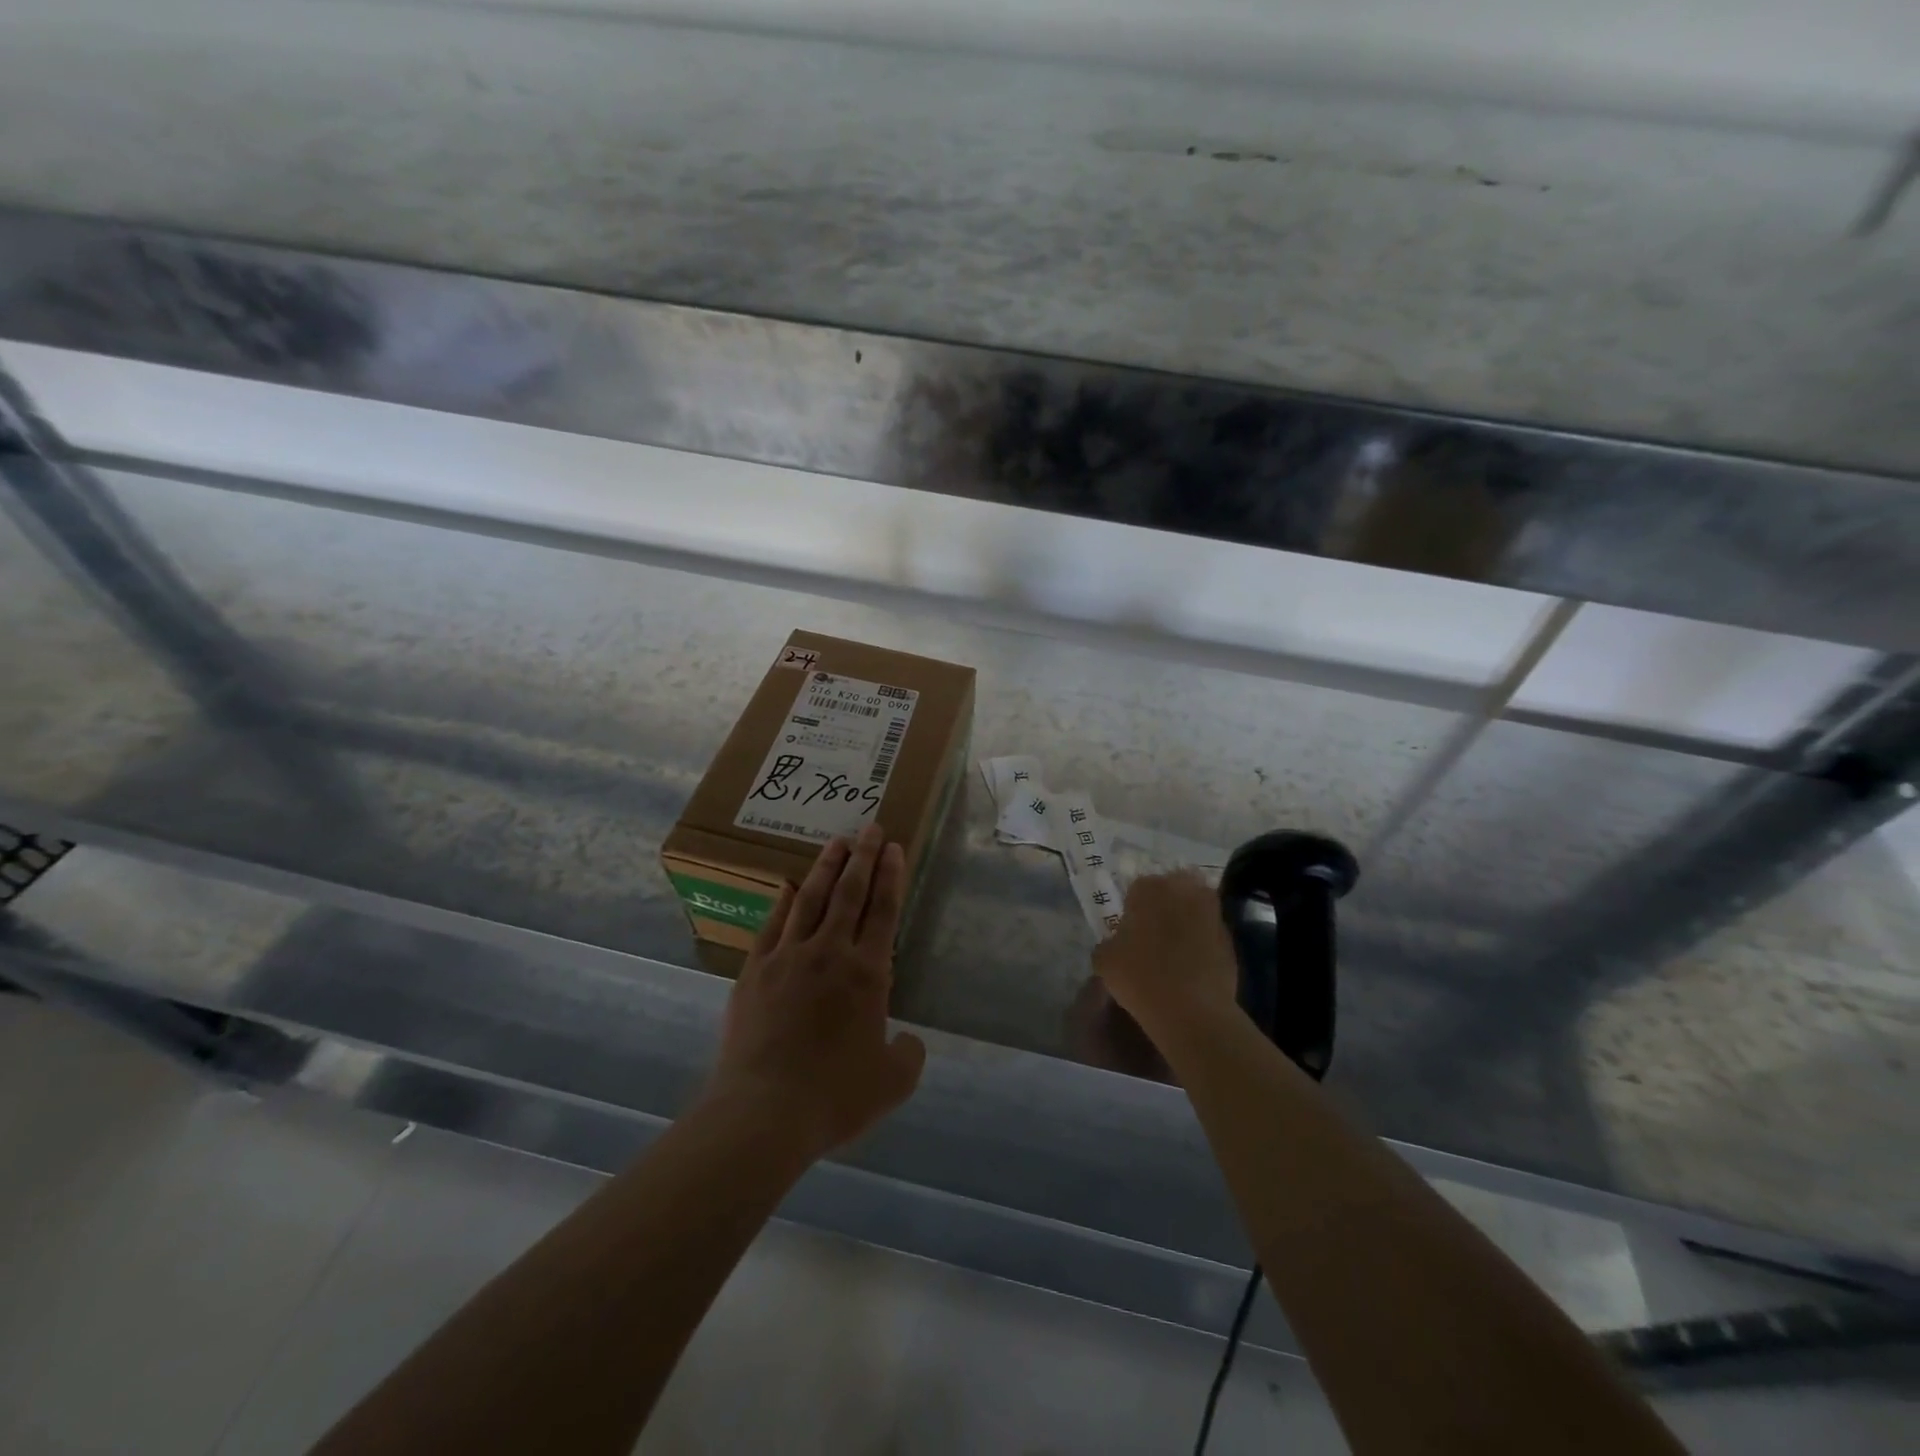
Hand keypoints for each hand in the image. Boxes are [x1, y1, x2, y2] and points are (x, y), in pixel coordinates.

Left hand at [705, 824, 926, 1160]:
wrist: (763, 1112)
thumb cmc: (834, 1096)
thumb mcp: (891, 1083)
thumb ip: (907, 1055)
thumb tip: (906, 1039)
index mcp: (867, 974)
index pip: (883, 912)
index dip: (890, 876)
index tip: (893, 847)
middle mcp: (829, 953)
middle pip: (849, 893)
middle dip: (862, 857)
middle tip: (869, 828)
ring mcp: (787, 957)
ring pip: (811, 900)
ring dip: (826, 868)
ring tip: (836, 843)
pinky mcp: (754, 971)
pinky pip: (772, 925)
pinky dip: (782, 902)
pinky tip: (788, 886)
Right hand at [1092, 870, 1238, 1039]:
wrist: (1191, 1009)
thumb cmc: (1139, 976)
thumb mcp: (1104, 960)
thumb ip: (1109, 943)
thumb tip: (1117, 944)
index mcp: (1149, 888)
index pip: (1137, 888)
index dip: (1133, 908)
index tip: (1130, 929)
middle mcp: (1183, 890)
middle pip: (1172, 889)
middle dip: (1164, 905)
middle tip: (1153, 932)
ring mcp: (1212, 912)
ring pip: (1194, 908)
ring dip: (1186, 920)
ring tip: (1174, 949)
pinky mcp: (1230, 938)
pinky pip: (1210, 933)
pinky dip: (1202, 942)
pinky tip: (1192, 966)